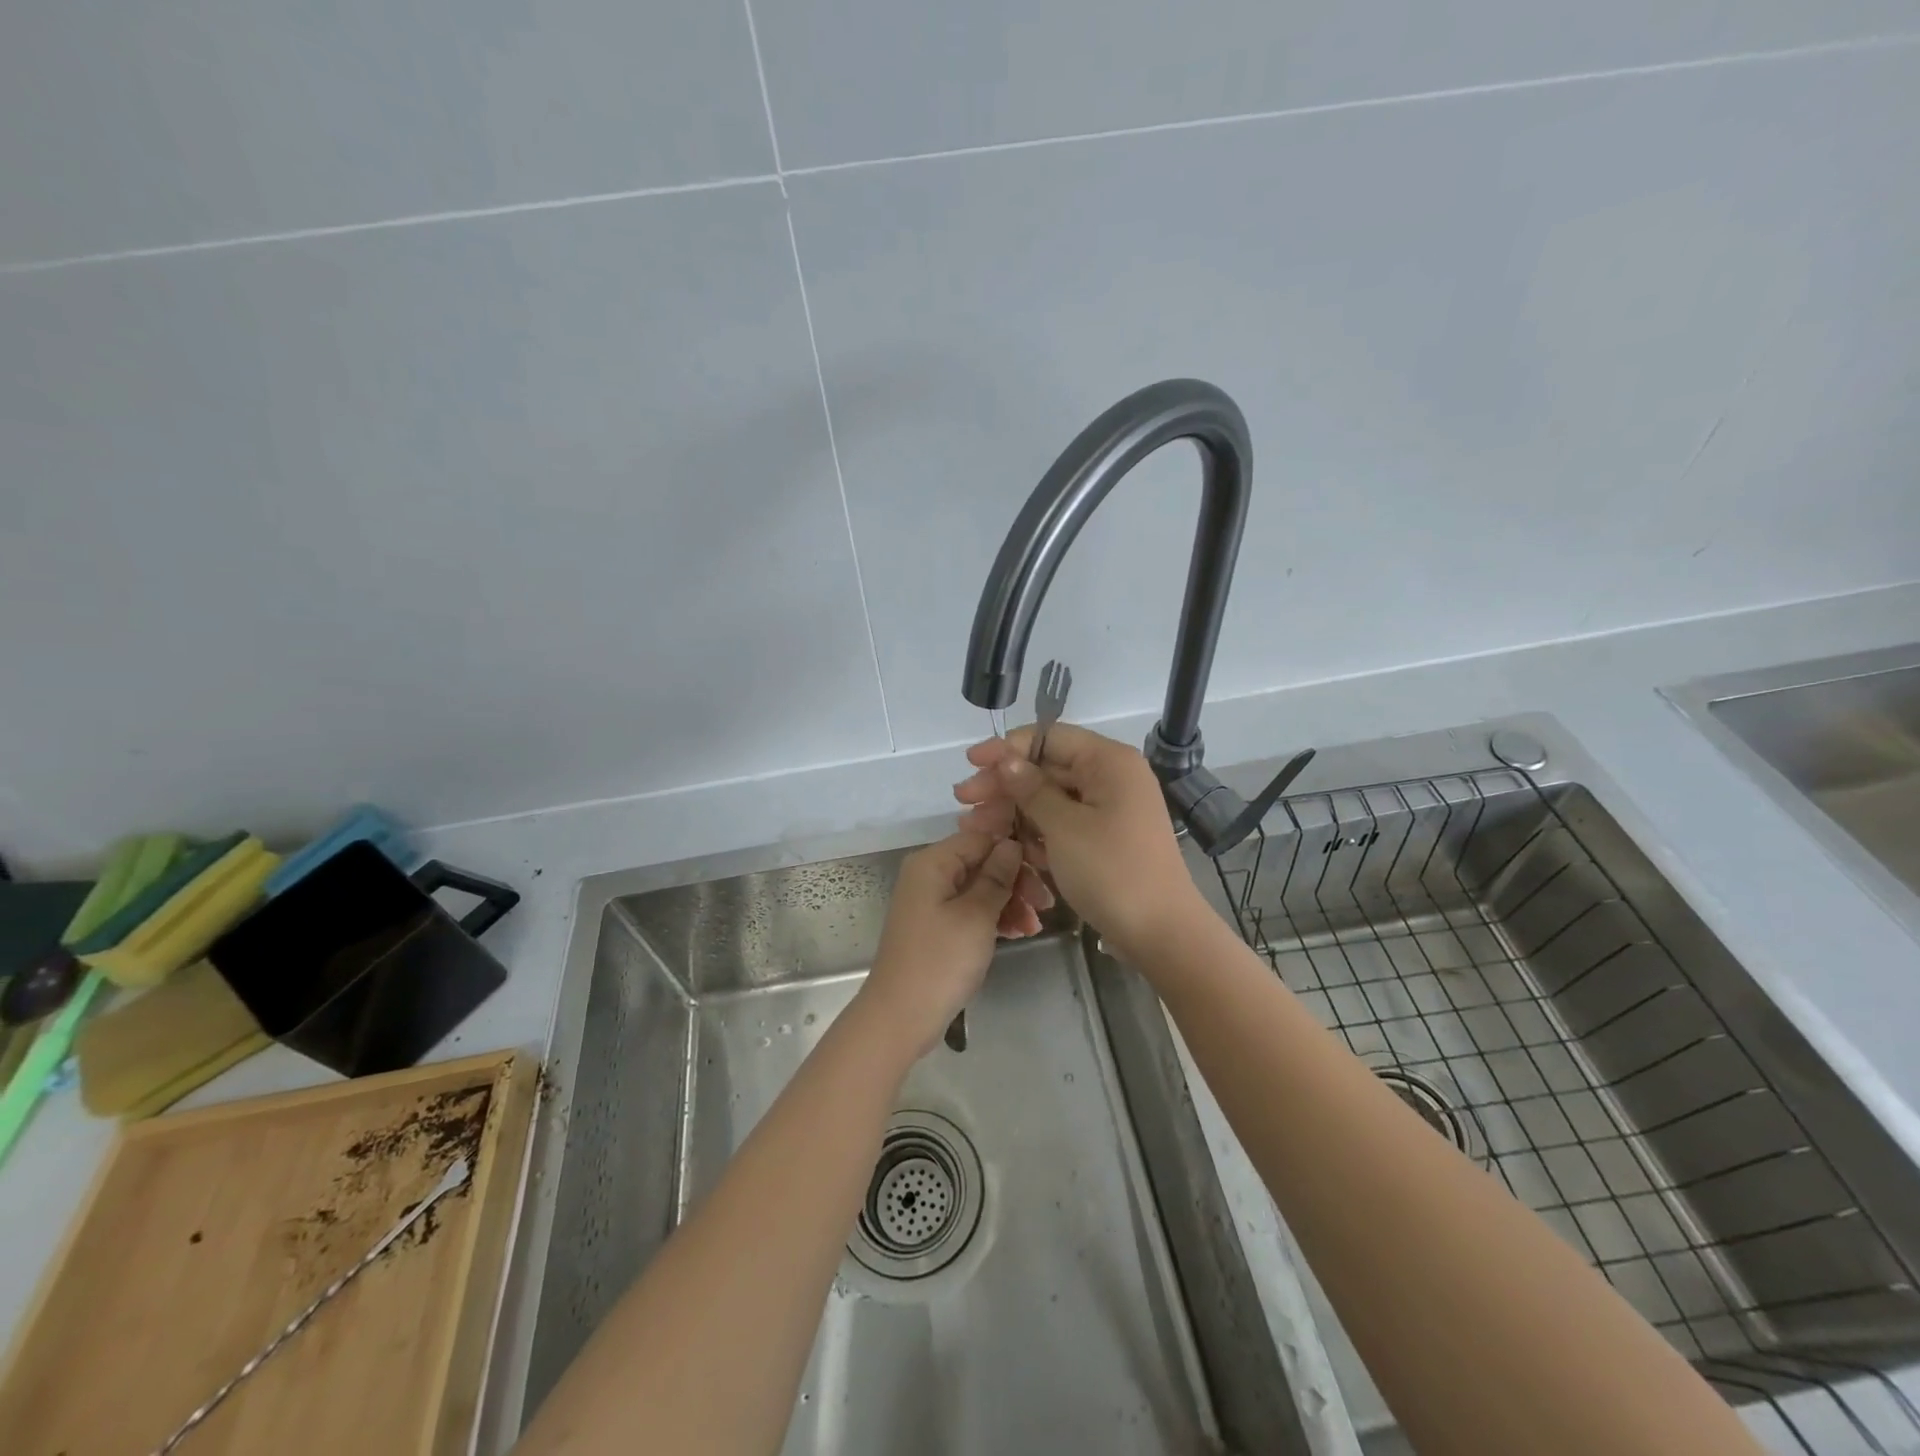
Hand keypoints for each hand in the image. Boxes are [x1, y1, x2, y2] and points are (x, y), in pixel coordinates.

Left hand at [860, 831, 1029, 1055]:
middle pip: (981, 863)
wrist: (900, 1016)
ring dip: (1009, 903)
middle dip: (1015, 881)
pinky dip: (993, 918)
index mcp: (933, 862)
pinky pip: (969, 910)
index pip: (981, 838)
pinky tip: (1018, 933)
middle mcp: (929, 874)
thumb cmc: (940, 960)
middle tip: (1045, 905)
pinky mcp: (936, 926)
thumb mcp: (976, 915)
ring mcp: (931, 901)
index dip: (1013, 851)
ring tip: (1034, 926)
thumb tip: (1011, 844)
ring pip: (978, 888)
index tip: (1044, 872)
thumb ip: (996, 876)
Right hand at [953, 723, 1207, 962]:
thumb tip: (1007, 760)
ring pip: (1051, 800)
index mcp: (1109, 762)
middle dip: (1004, 785)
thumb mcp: (1064, 827)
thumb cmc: (1112, 871)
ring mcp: (1109, 810)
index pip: (1050, 737)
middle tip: (963, 800)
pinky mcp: (1104, 839)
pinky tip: (1003, 843)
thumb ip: (1032, 789)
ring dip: (1013, 811)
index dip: (1007, 748)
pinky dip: (1035, 832)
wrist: (1160, 933)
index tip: (971, 762)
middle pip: (1047, 769)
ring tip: (974, 827)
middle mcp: (1111, 778)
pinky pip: (1063, 824)